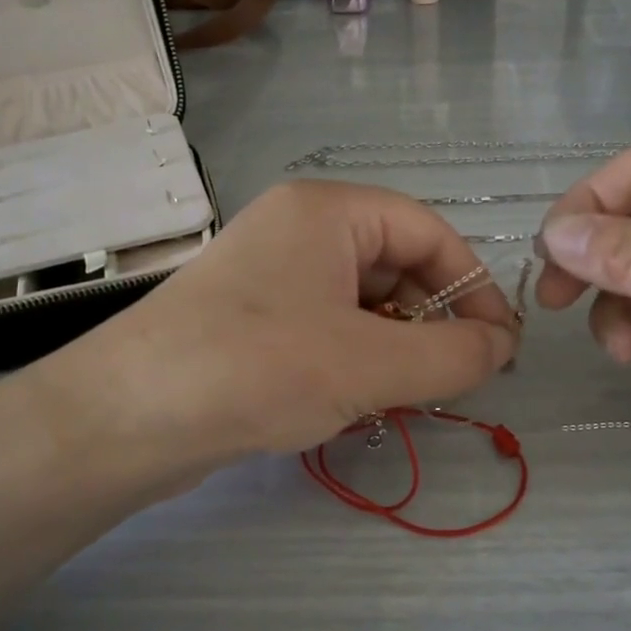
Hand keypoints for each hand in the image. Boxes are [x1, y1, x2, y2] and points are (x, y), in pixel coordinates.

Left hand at [66, 180, 519, 463]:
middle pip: (394, 265)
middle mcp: (296, 230)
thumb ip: (452, 354)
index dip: (472, 286)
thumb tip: (503, 347)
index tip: (500, 345)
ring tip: (406, 396)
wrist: (127, 419)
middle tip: (456, 378)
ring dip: (394, 347)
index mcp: (327, 211)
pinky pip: (324, 328)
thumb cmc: (259, 368)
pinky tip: (356, 402)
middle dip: (432, 322)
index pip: (428, 231)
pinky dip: (354, 360)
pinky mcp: (248, 319)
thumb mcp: (371, 364)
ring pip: (360, 303)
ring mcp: (268, 275)